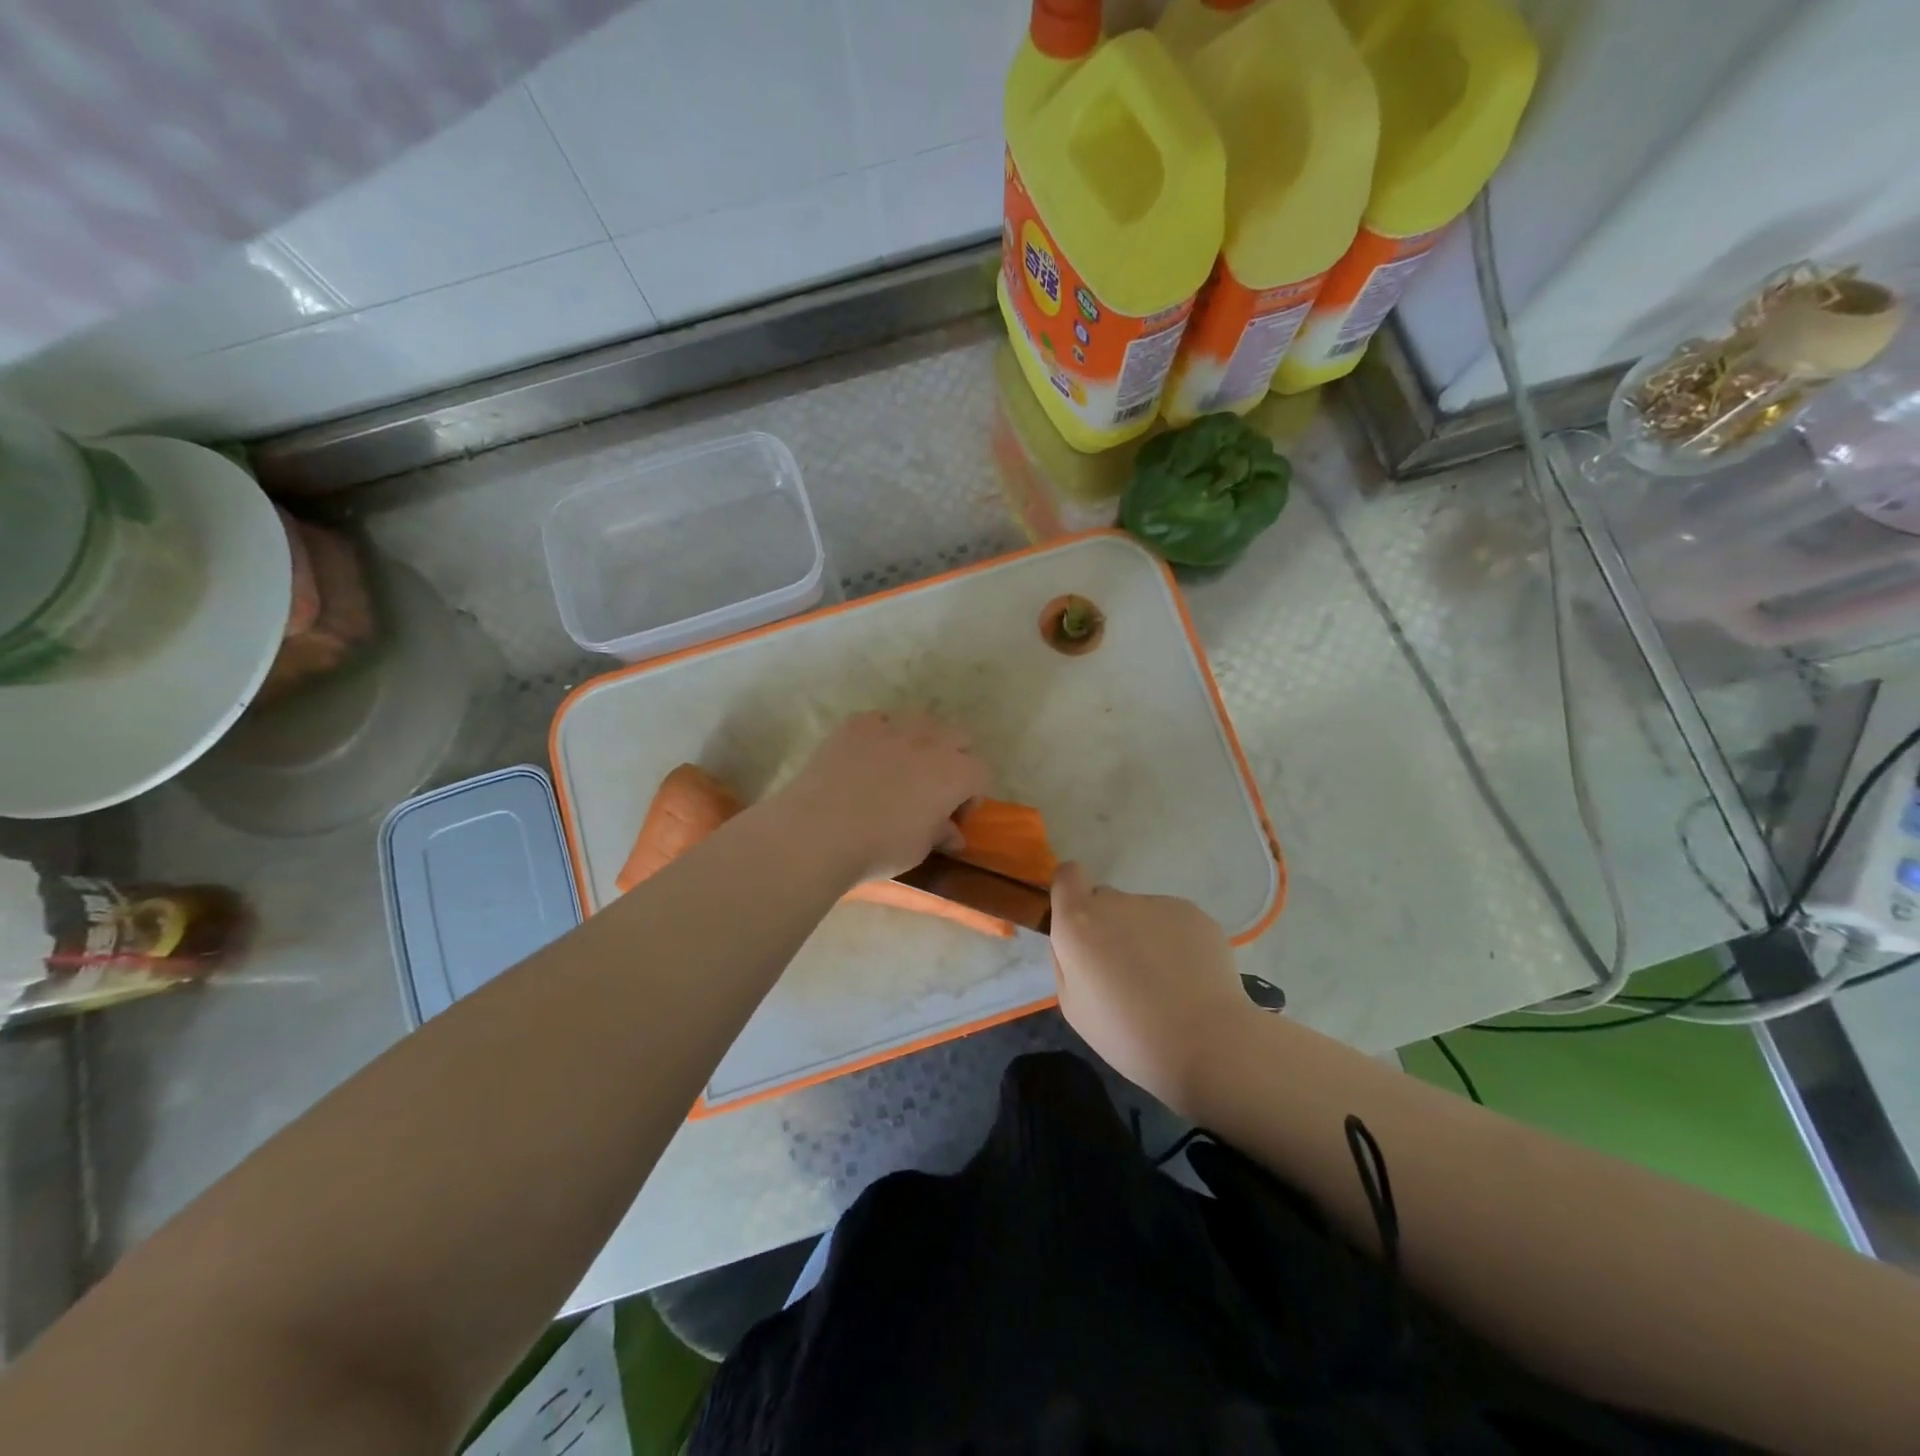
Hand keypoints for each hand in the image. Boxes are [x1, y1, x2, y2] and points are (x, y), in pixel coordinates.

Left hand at [765, 711, 991, 885]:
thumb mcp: (919, 848)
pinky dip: (882, 736)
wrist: (819, 830)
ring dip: (921, 742)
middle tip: (935, 790)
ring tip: (902, 769)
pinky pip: (880, 721)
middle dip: (955, 760)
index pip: (981, 772)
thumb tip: (952, 833)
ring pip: (921, 722)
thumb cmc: (880, 846)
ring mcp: (891, 727)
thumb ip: (940, 832)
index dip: (972, 796)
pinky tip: (867, 759)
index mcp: (954, 772)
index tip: (954, 818)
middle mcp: (929, 741)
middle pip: (958, 738)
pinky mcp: (856, 725)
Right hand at [1049, 863, 1251, 1114]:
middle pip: (1105, 901)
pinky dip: (1176, 942)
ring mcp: (1158, 904)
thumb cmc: (1127, 1035)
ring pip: (1142, 914)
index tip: (1078, 924)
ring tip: (1164, 982)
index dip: (1071, 893)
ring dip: (1144, 936)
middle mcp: (1116, 902)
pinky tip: (1189, 979)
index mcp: (1078, 922)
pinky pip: (1174, 922)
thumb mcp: (1073, 1006)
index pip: (1067, 875)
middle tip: (1124, 971)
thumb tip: (1076, 942)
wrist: (1206, 1043)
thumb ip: (1066, 960)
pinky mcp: (1194, 913)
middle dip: (1109, 926)